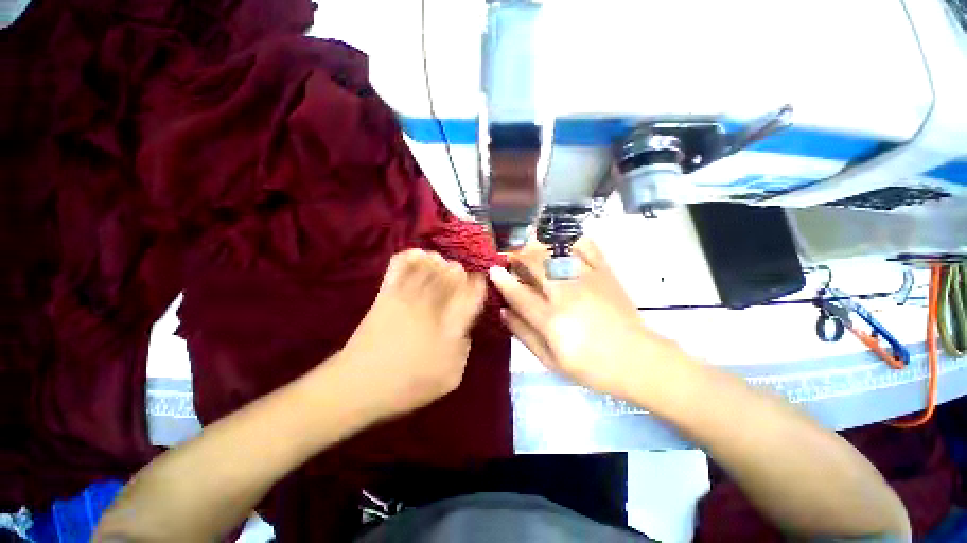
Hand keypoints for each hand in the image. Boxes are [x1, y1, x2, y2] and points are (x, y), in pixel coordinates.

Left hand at [337, 249, 486, 417]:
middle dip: (461, 273)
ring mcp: (408, 292)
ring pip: (431, 262)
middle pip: (454, 270)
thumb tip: (464, 328)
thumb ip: (465, 347)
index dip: (479, 284)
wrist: (359, 384)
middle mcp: (433, 301)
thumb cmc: (409, 384)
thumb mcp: (451, 376)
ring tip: (440, 272)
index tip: (478, 287)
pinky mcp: (388, 290)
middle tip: (459, 285)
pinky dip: (413, 255)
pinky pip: (401, 262)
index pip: (474, 289)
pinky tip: (419, 261)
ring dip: (441, 263)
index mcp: (451, 322)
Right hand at [489, 238, 676, 398]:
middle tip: (510, 257)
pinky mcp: (605, 273)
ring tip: (530, 249)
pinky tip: (563, 245)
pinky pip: (586, 247)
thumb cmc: (590, 366)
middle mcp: (566, 294)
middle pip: (534, 265)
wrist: (637, 360)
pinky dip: (572, 241)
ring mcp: (587, 279)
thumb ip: (524, 334)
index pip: (518, 293)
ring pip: (555, 252)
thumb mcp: (551, 360)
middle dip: (517, 256)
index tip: (493, 270)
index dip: (502, 280)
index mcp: (551, 319)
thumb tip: (503, 312)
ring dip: (537, 247)